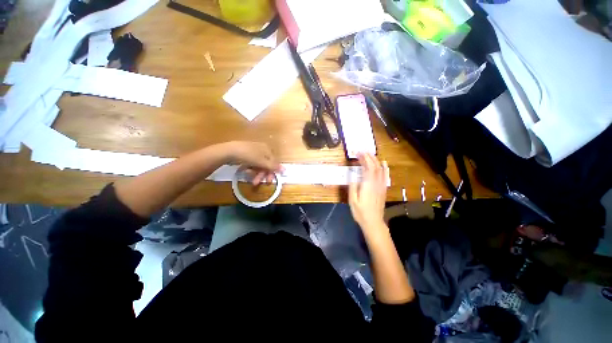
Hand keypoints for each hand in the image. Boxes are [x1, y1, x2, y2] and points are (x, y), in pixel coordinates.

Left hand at [222, 141, 282, 184]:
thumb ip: (273, 166)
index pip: (274, 162)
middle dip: (263, 174)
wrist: (229, 151)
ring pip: (259, 165)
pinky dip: (251, 170)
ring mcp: (254, 152)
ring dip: (257, 174)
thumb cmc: (248, 155)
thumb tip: (285, 170)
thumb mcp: (262, 162)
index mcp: (267, 149)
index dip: (272, 172)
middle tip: (259, 183)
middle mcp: (262, 150)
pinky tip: (247, 173)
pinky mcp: (247, 155)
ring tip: (252, 181)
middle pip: (266, 165)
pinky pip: (252, 164)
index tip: (269, 181)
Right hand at [349, 153, 386, 233]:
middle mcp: (376, 183)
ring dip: (375, 160)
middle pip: (375, 166)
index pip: (368, 167)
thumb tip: (353, 175)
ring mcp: (381, 186)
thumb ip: (353, 186)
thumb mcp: (352, 200)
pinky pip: (385, 175)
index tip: (358, 153)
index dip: (364, 158)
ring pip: (381, 169)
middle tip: (362, 152)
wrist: (373, 222)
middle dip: (369, 157)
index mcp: (368, 184)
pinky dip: (385, 168)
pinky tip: (384, 163)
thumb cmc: (360, 212)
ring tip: (370, 154)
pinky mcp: (383, 189)